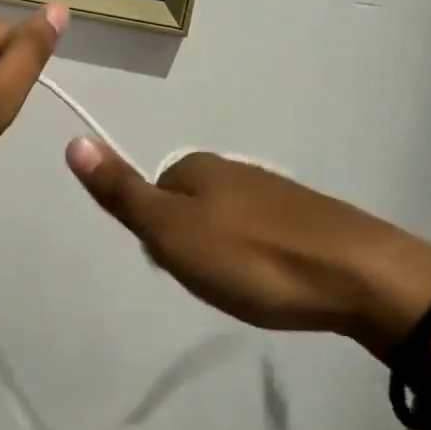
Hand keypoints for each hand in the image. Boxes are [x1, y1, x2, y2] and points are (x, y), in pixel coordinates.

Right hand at [64, 144, 430, 355]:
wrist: (356, 275)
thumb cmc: (252, 258)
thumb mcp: (172, 232)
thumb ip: (123, 192)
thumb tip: (74, 141)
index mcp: (197, 167)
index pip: (154, 194)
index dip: (158, 236)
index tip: (180, 268)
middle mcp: (232, 169)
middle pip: (189, 206)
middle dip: (192, 245)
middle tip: (213, 281)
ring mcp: (273, 190)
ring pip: (226, 220)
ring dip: (225, 252)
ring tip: (244, 288)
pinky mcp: (306, 215)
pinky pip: (262, 232)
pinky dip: (258, 256)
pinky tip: (274, 280)